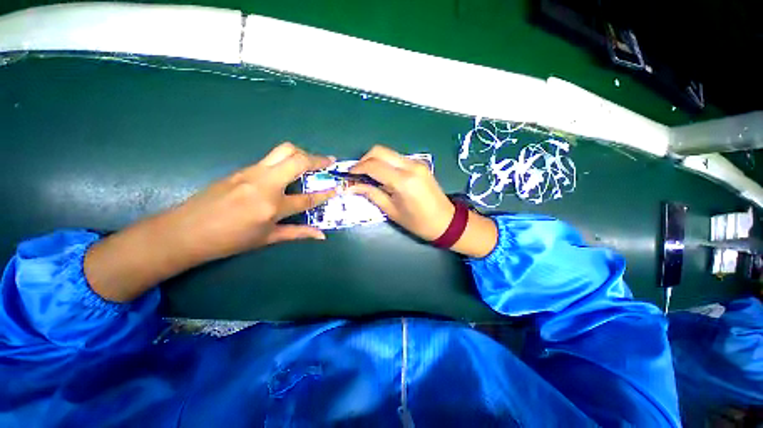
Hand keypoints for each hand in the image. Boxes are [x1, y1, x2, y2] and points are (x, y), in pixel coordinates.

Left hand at [165, 142, 335, 262]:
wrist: (186, 230)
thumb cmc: (229, 240)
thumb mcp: (267, 239)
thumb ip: (298, 233)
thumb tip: (321, 235)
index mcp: (272, 206)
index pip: (307, 198)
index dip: (326, 193)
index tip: (338, 187)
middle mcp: (265, 184)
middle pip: (296, 160)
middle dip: (317, 159)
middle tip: (329, 161)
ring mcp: (252, 172)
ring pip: (283, 151)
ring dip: (301, 153)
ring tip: (311, 162)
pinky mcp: (243, 169)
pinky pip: (270, 158)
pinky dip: (286, 159)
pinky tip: (288, 170)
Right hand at [349, 145, 497, 257]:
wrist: (445, 221)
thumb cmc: (417, 222)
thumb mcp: (391, 211)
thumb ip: (372, 194)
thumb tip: (352, 186)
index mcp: (403, 181)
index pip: (373, 165)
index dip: (357, 169)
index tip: (348, 176)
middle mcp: (410, 166)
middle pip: (379, 151)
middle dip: (364, 160)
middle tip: (357, 175)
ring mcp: (417, 162)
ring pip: (388, 153)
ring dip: (375, 161)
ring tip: (368, 176)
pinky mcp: (420, 164)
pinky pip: (397, 158)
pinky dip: (385, 163)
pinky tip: (383, 176)